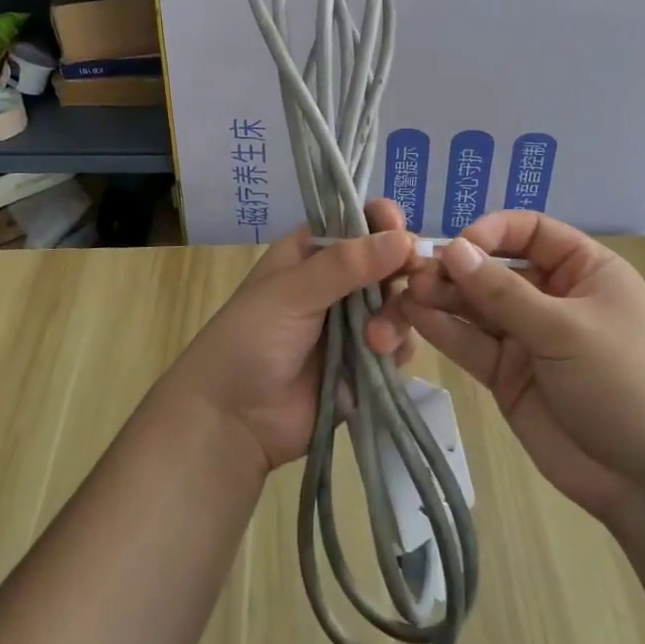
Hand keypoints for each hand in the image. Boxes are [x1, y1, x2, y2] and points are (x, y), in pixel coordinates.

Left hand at [165, 199, 415, 477]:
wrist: (232, 422)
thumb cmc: (250, 340)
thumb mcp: (291, 292)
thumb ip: (347, 264)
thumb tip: (405, 238)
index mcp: (310, 254)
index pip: (355, 223)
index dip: (380, 221)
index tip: (397, 227)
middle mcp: (336, 284)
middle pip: (387, 262)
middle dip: (401, 270)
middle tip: (411, 278)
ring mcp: (353, 325)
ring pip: (397, 303)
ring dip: (396, 315)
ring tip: (375, 341)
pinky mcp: (365, 363)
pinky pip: (398, 345)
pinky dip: (397, 347)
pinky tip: (379, 356)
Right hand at [379, 212, 644, 524]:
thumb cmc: (625, 384)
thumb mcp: (566, 329)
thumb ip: (503, 291)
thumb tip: (453, 248)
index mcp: (584, 271)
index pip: (530, 232)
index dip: (491, 232)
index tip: (456, 247)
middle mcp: (553, 297)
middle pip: (495, 269)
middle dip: (457, 269)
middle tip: (413, 273)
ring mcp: (529, 338)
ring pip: (477, 307)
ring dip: (443, 298)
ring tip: (405, 294)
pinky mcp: (508, 375)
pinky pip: (472, 344)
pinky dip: (445, 331)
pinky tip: (415, 318)